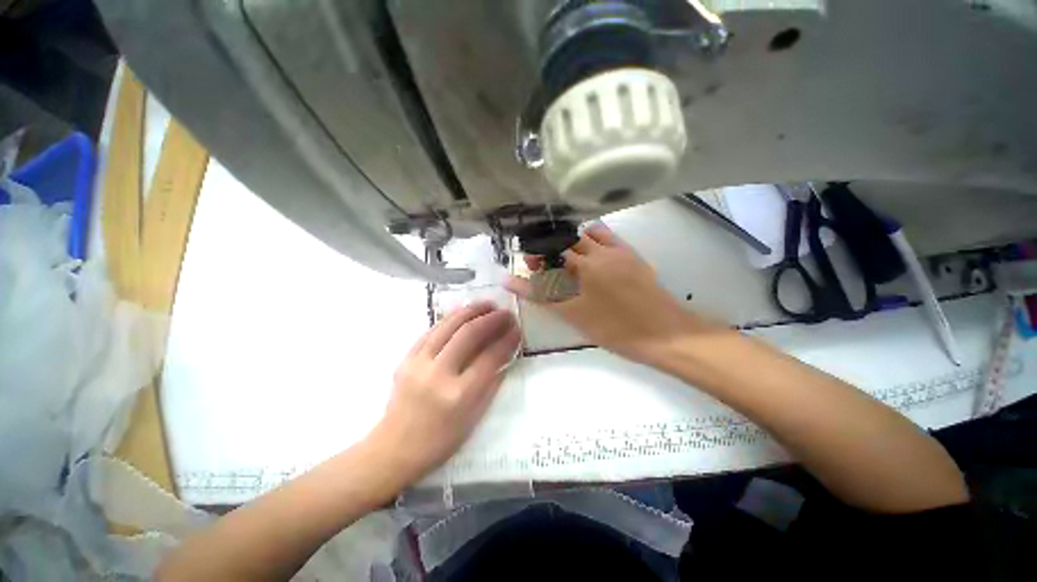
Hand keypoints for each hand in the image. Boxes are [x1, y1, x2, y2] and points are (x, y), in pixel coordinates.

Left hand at [368, 302, 520, 488]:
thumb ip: (491, 384)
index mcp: (458, 395)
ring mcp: (418, 363)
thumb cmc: (439, 441)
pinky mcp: (406, 359)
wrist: (393, 448)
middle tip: (505, 312)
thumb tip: (504, 354)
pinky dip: (450, 319)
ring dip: (471, 311)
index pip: (489, 358)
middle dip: (491, 319)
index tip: (517, 329)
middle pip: (469, 335)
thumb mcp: (473, 419)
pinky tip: (463, 313)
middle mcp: (438, 374)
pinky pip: (431, 331)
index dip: (506, 340)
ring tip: (487, 304)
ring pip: (448, 326)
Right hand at [507, 224, 710, 363]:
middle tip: (544, 265)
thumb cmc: (615, 329)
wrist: (665, 334)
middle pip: (566, 239)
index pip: (549, 249)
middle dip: (551, 248)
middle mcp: (599, 250)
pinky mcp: (632, 254)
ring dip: (571, 242)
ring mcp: (618, 250)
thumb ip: (542, 295)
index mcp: (584, 265)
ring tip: (566, 259)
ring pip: (586, 234)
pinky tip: (590, 253)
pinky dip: (592, 238)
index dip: (536, 254)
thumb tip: (509, 281)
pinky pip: (607, 236)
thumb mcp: (574, 314)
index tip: (529, 265)